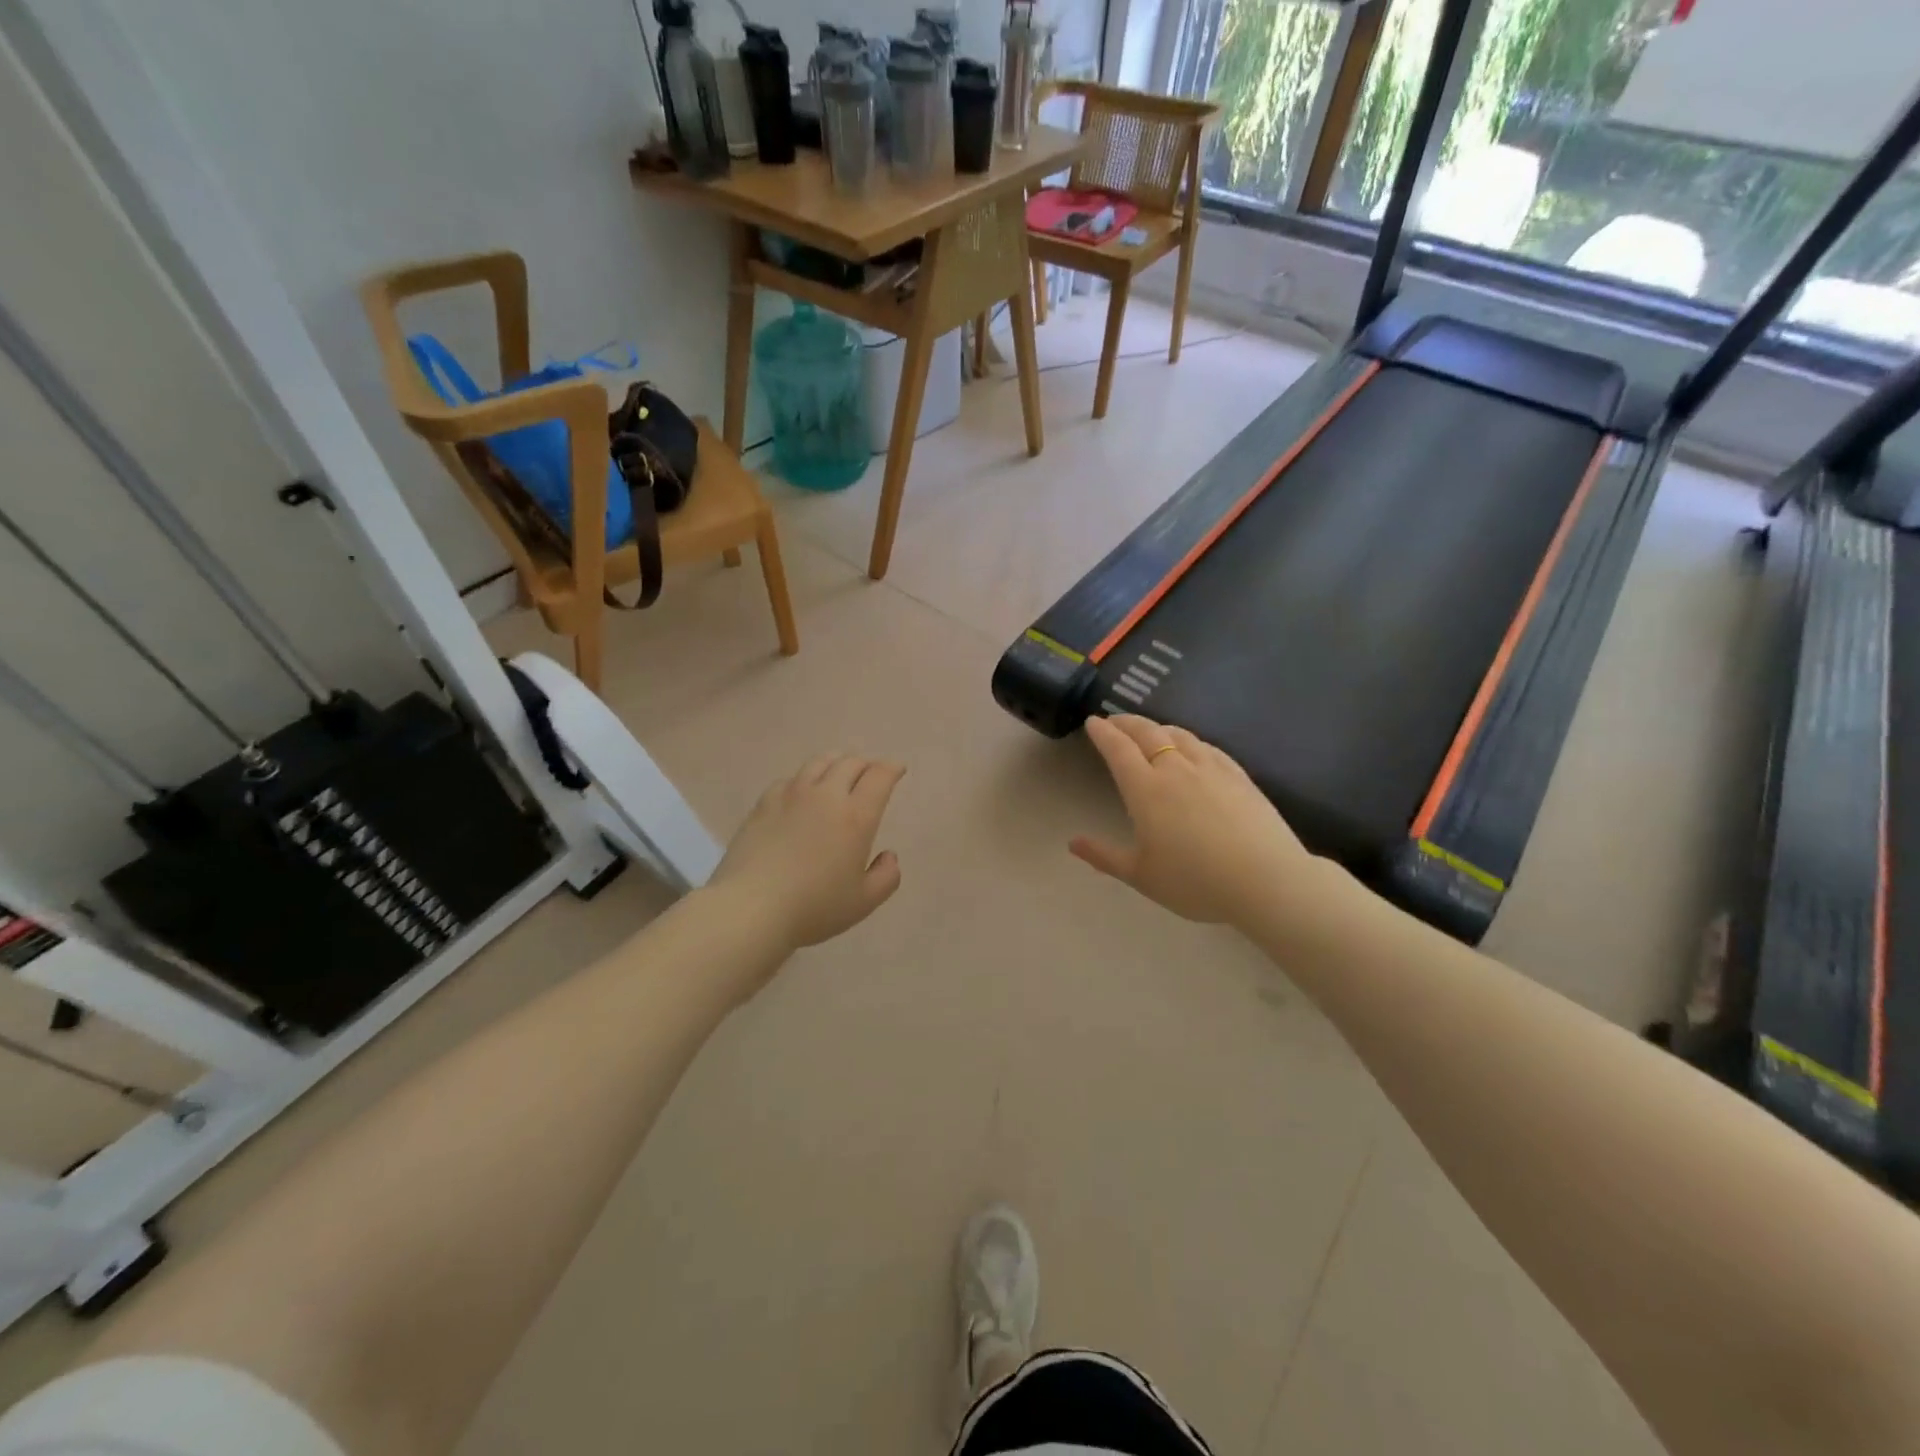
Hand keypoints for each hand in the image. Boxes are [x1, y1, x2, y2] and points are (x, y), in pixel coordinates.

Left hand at [711, 754, 906, 948]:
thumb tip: (888, 856)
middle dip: (866, 764)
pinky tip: (801, 792)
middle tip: (870, 774)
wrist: (751, 908)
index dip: (892, 768)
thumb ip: (886, 877)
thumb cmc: (814, 908)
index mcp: (856, 817)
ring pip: (819, 763)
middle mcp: (826, 796)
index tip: (897, 769)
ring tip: (838, 772)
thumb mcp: (864, 902)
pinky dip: (804, 779)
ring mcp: (791, 795)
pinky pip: (790, 779)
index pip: (879, 777)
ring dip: (836, 763)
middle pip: (850, 763)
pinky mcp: (763, 803)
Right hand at [1070, 716, 1311, 924]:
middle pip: (1148, 733)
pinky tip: (1192, 747)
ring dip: (1158, 727)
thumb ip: (1104, 857)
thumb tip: (1073, 843)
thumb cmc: (1195, 882)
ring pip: (1179, 735)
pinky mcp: (1239, 775)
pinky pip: (1207, 746)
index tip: (1093, 722)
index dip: (1103, 733)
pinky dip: (1189, 740)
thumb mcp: (1141, 876)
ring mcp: (1211, 768)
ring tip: (1150, 731)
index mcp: (1145, 789)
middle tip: (1115, 721)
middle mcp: (1176, 769)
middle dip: (1127, 723)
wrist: (1266, 880)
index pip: (1118, 749)